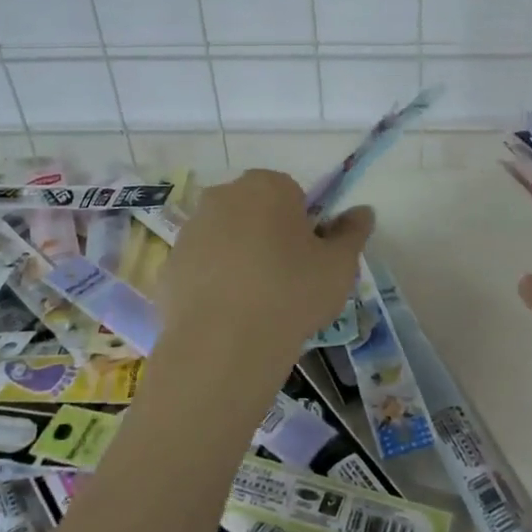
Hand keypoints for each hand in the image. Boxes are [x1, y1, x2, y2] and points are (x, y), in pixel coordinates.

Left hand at [160, 169, 371, 373]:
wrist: (225, 345)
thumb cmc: (292, 292)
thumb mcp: (340, 264)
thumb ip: (353, 232)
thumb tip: (363, 211)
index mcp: (266, 186)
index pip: (292, 194)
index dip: (304, 226)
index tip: (310, 258)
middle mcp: (222, 197)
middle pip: (255, 211)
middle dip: (269, 236)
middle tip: (288, 279)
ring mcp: (190, 231)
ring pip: (225, 238)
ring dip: (240, 258)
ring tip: (258, 303)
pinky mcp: (168, 266)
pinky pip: (201, 268)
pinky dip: (213, 284)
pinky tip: (229, 316)